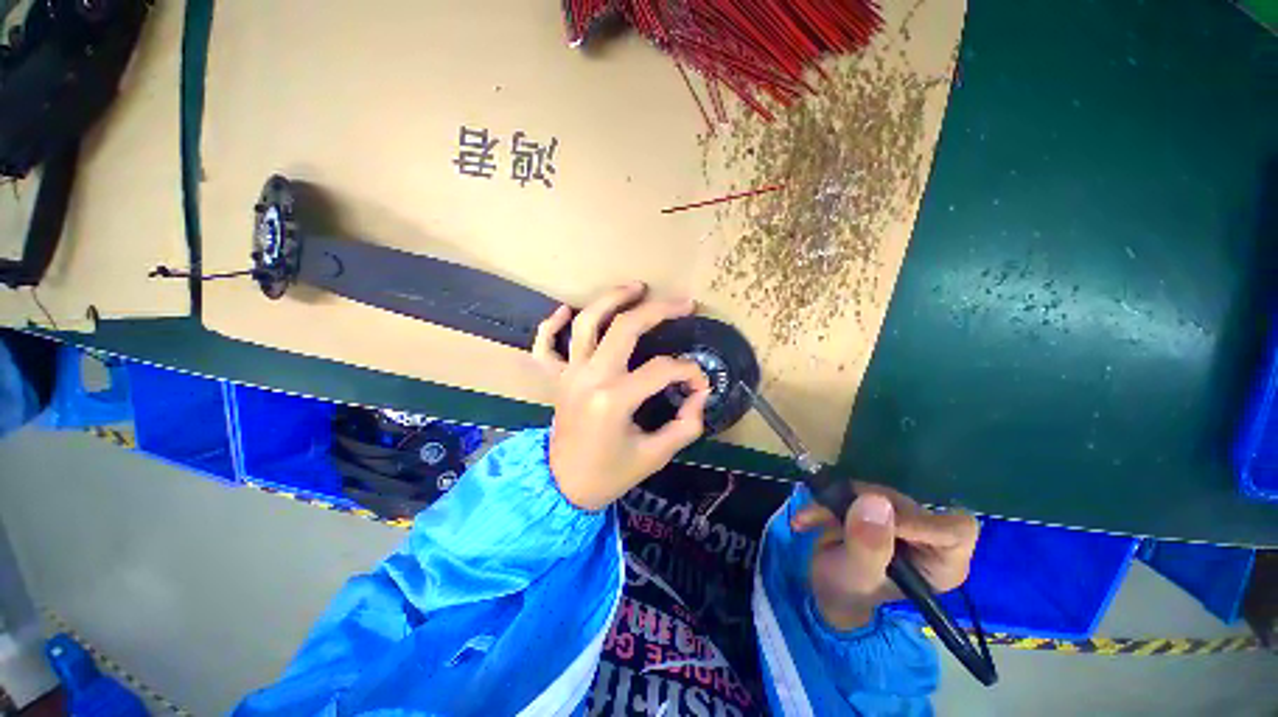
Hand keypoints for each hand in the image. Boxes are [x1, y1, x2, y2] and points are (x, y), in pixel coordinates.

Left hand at [530, 282, 711, 510]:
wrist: (564, 488)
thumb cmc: (609, 475)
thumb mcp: (654, 456)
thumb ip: (685, 425)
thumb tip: (700, 397)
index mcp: (614, 400)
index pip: (662, 370)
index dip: (689, 372)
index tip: (701, 384)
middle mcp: (590, 378)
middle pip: (625, 328)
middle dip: (659, 310)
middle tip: (684, 303)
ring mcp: (569, 375)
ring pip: (586, 323)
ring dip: (611, 299)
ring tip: (636, 287)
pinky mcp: (556, 379)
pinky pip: (545, 346)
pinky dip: (550, 325)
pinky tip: (565, 309)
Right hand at [792, 483, 978, 630]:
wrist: (825, 591)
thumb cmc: (849, 596)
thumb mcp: (857, 577)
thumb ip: (868, 545)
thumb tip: (875, 501)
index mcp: (942, 563)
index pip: (955, 529)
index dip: (918, 519)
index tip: (877, 520)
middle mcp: (929, 538)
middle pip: (907, 504)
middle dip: (863, 506)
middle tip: (830, 514)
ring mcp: (902, 521)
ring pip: (875, 493)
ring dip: (836, 502)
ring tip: (809, 518)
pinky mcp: (878, 509)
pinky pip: (853, 492)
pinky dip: (826, 501)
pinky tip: (807, 518)